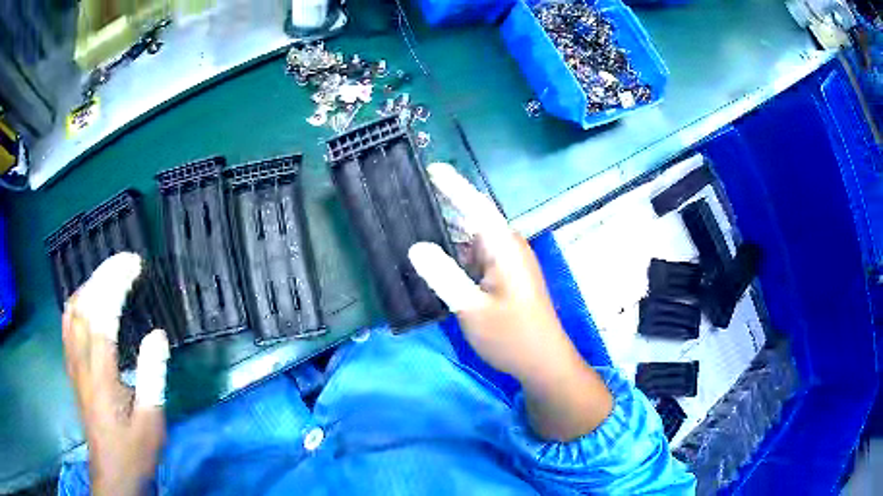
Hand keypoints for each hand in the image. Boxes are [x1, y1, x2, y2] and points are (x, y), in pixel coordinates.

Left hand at [62, 253, 169, 495]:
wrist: (112, 471)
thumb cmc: (134, 450)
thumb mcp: (151, 420)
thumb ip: (152, 376)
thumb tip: (158, 334)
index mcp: (101, 376)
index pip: (102, 316)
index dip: (116, 284)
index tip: (134, 265)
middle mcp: (81, 362)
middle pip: (84, 305)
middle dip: (103, 275)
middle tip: (126, 261)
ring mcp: (73, 364)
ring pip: (72, 311)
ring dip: (89, 285)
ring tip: (109, 275)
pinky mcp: (71, 368)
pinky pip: (68, 324)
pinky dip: (77, 301)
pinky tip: (88, 300)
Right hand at [409, 163, 612, 440]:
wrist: (543, 362)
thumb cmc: (512, 336)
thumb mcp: (473, 309)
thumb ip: (444, 276)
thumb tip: (416, 246)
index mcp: (504, 248)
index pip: (476, 206)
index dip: (454, 186)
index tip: (432, 168)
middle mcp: (508, 248)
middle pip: (474, 218)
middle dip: (446, 204)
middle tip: (411, 195)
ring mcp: (508, 264)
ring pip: (473, 239)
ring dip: (449, 230)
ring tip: (415, 221)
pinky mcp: (505, 278)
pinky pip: (476, 256)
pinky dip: (456, 253)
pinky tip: (436, 257)